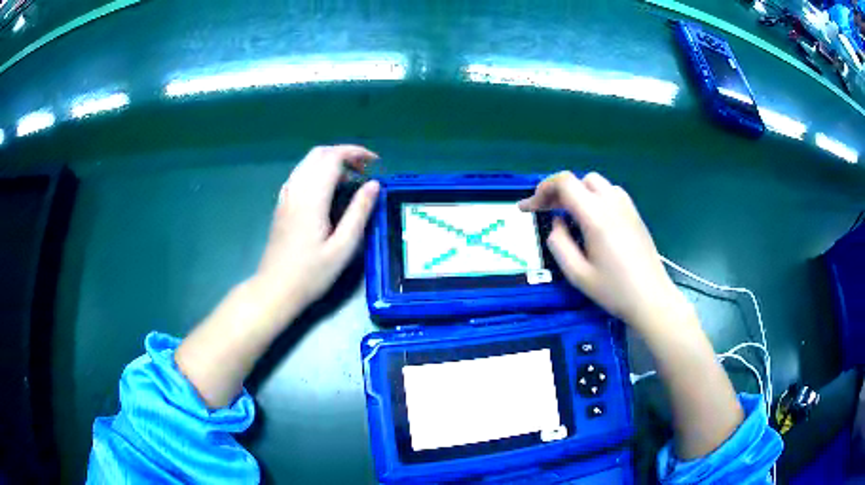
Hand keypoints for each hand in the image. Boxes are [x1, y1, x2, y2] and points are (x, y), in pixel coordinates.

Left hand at [256, 145, 379, 317]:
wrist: (275, 288)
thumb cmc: (311, 273)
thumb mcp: (343, 247)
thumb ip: (359, 212)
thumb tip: (374, 185)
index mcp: (312, 197)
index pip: (333, 158)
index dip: (355, 153)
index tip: (375, 162)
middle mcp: (296, 189)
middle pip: (318, 154)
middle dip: (344, 154)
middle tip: (364, 170)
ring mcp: (286, 196)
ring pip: (307, 163)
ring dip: (330, 162)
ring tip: (351, 179)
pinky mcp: (282, 205)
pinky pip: (300, 175)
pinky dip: (318, 172)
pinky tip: (328, 191)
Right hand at [519, 171, 686, 332]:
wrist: (652, 298)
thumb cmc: (614, 290)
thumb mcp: (577, 274)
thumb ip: (559, 243)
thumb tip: (556, 222)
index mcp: (596, 216)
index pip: (565, 182)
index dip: (542, 189)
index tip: (530, 208)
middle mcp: (612, 203)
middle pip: (580, 179)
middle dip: (559, 191)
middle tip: (546, 212)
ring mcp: (627, 207)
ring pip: (597, 183)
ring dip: (578, 193)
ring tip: (570, 215)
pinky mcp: (635, 214)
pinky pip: (611, 193)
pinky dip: (595, 197)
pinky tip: (594, 220)